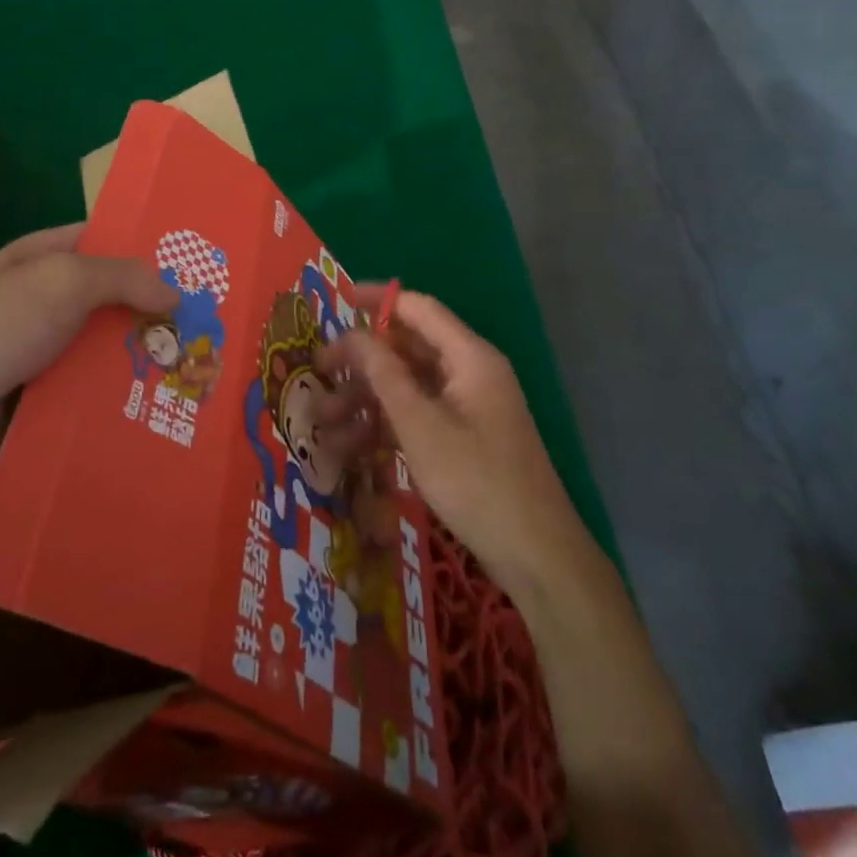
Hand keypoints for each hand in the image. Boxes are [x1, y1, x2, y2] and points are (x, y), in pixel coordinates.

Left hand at [0, 223, 176, 476]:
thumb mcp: (61, 281)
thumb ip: (122, 277)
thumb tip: (174, 291)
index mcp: (43, 260)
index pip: (103, 241)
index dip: (146, 246)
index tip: (196, 261)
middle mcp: (46, 303)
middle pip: (112, 300)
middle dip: (156, 311)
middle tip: (211, 324)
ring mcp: (45, 354)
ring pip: (108, 351)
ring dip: (145, 360)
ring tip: (201, 371)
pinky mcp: (46, 402)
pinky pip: (94, 395)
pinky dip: (123, 399)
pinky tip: (167, 407)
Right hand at [318, 290, 589, 601]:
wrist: (538, 557)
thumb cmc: (476, 482)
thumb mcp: (420, 426)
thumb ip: (384, 375)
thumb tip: (352, 333)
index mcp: (470, 357)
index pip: (418, 309)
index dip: (377, 300)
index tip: (336, 300)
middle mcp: (471, 373)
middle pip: (409, 349)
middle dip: (362, 361)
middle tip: (319, 372)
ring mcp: (469, 407)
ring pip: (409, 386)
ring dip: (368, 399)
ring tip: (325, 423)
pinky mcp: (466, 438)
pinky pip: (420, 416)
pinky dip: (388, 424)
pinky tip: (352, 449)